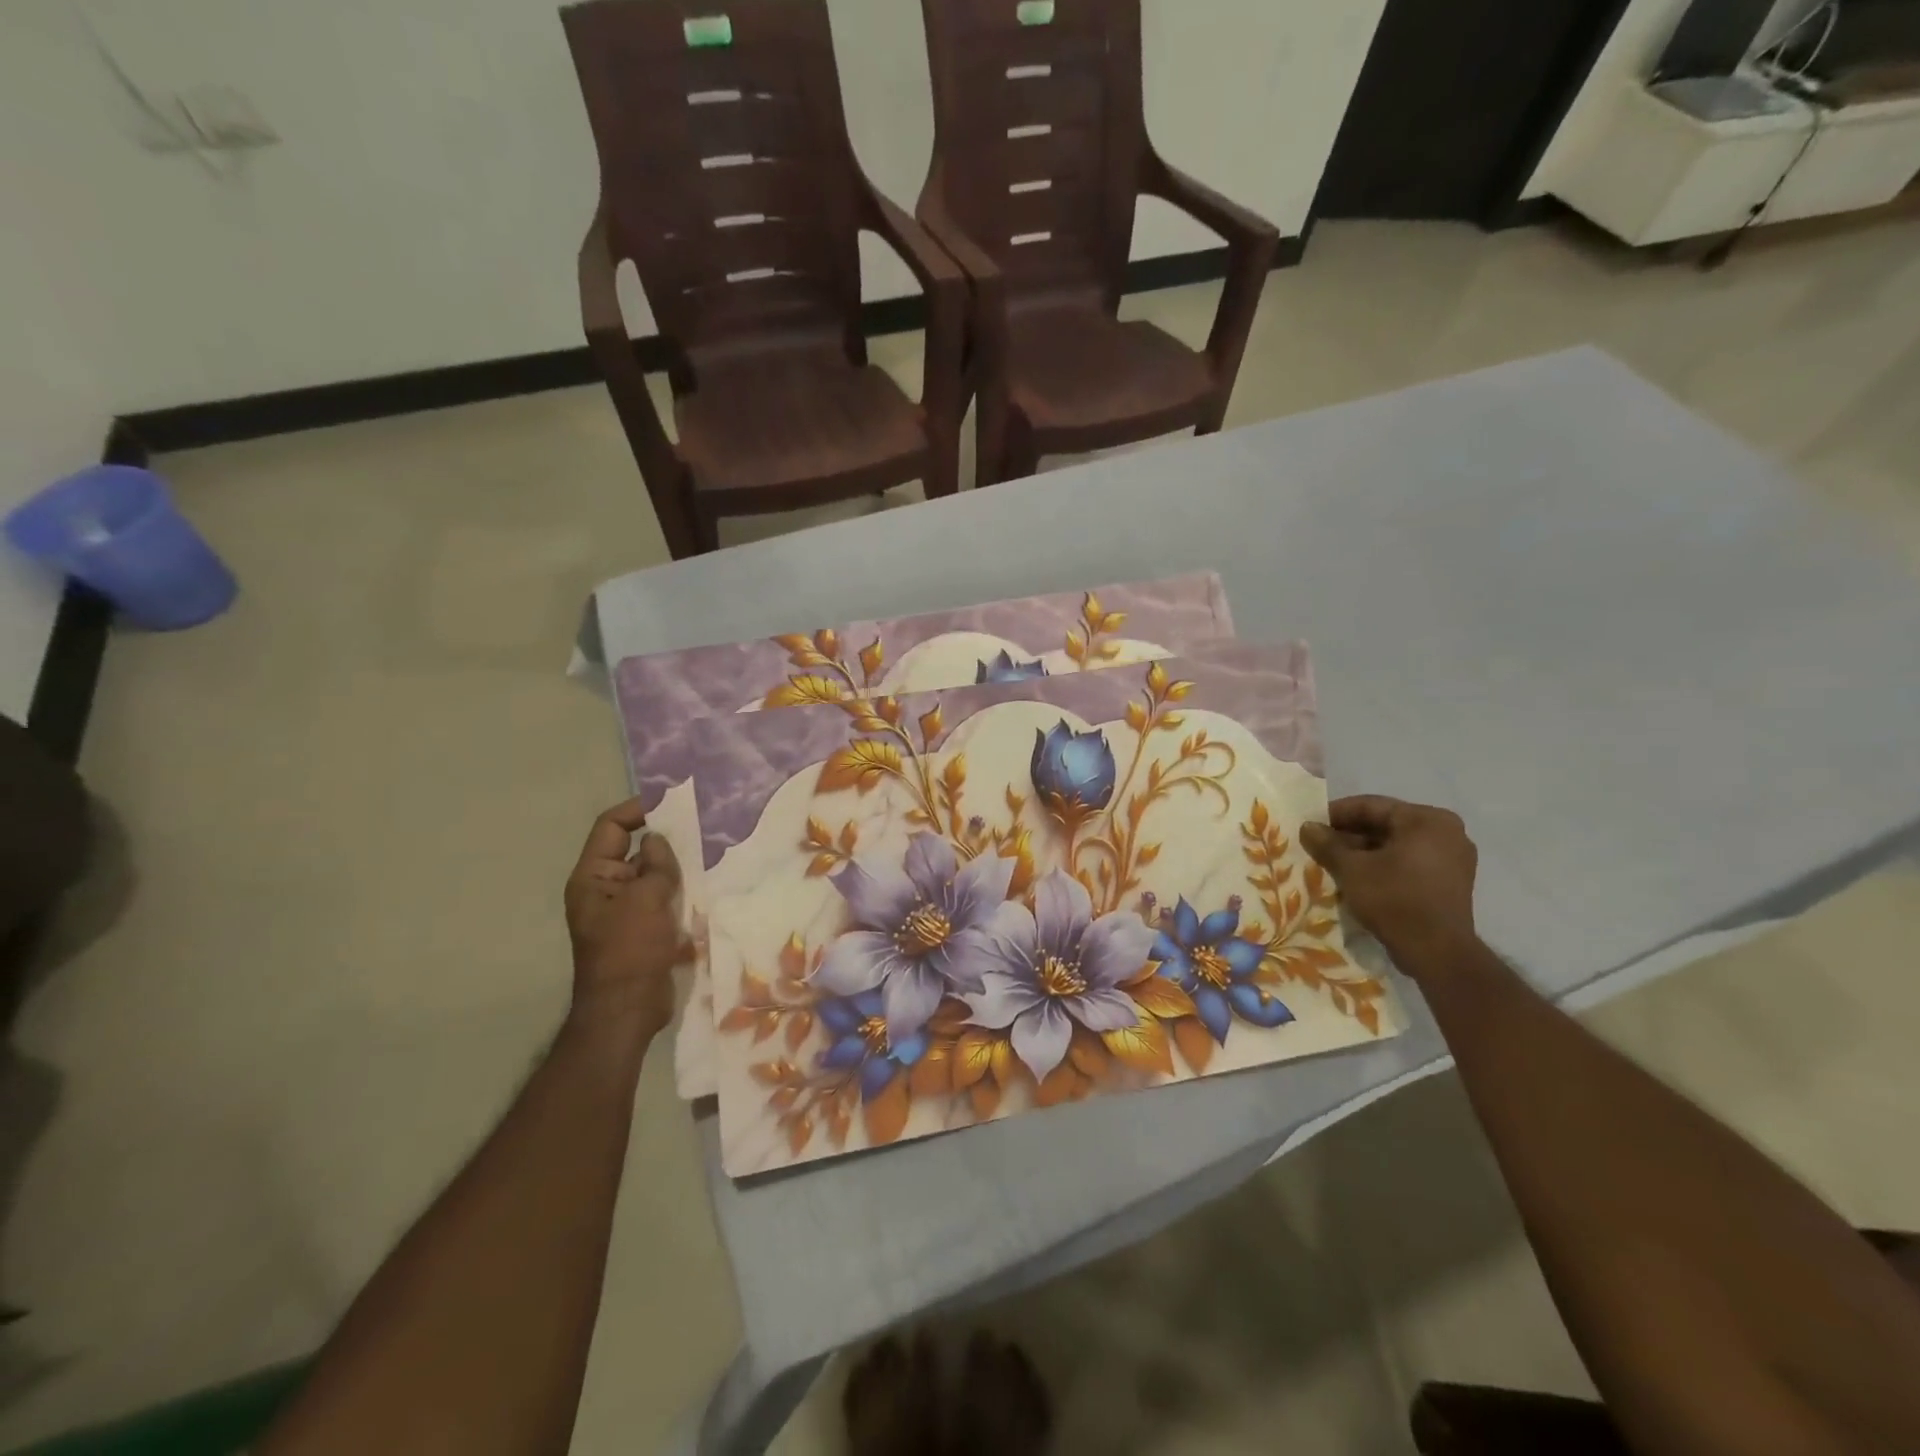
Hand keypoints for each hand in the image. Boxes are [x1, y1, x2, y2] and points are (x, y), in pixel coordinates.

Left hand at [564, 797, 688, 1048]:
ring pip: (654, 875)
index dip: (637, 809)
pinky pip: (664, 899)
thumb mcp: (644, 900)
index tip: (672, 803)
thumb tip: (658, 840)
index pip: (611, 827)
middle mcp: (606, 889)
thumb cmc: (629, 950)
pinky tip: (709, 884)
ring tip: (711, 852)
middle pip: (635, 849)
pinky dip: (683, 891)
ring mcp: (627, 910)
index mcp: (593, 878)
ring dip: (678, 867)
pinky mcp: (646, 929)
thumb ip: (655, 865)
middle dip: (666, 839)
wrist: (627, 1010)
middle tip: (702, 826)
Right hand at [1301, 796, 1479, 977]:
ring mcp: (1452, 858)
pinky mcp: (1450, 882)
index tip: (1310, 824)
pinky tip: (1356, 877)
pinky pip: (1409, 862)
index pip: (1371, 806)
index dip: (1336, 814)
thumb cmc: (1394, 898)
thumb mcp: (1351, 868)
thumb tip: (1307, 827)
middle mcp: (1446, 832)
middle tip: (1319, 845)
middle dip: (1349, 835)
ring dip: (1363, 852)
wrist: (1437, 952)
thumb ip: (1327, 843)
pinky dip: (1383, 865)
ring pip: (1396, 845)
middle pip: (1385, 825)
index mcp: (1427, 820)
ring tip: (1332, 862)